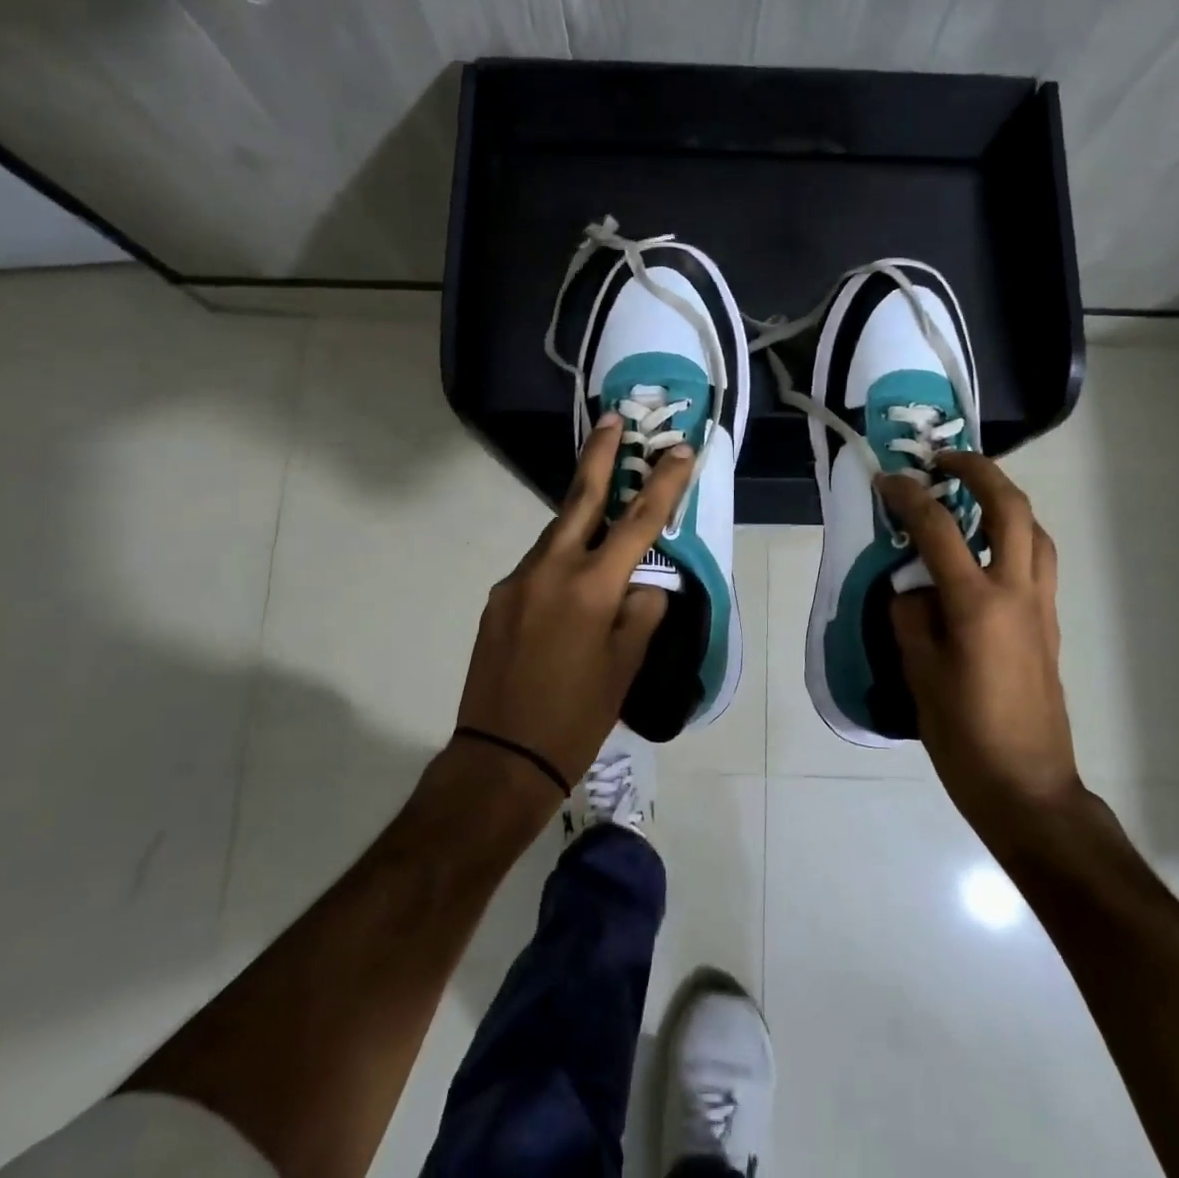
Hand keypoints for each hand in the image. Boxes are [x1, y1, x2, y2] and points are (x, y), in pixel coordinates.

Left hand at [455, 414, 692, 790]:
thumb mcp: (626, 666)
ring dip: (582, 520)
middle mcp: (550, 570)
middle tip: (612, 419)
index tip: (680, 449)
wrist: (501, 758)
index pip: (639, 523)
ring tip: (603, 517)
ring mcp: (517, 581)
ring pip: (557, 536)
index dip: (663, 483)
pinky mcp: (498, 599)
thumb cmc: (577, 717)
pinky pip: (539, 568)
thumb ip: (641, 611)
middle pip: (580, 500)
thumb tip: (643, 583)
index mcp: (591, 587)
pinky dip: (562, 563)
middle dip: (599, 456)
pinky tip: (571, 588)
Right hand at [879, 452, 1081, 823]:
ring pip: (1035, 530)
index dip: (910, 497)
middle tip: (945, 461)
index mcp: (977, 605)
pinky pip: (1037, 559)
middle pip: (1011, 508)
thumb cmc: (964, 736)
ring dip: (1005, 500)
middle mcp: (1017, 593)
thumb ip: (910, 616)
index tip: (887, 480)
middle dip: (979, 471)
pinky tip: (986, 550)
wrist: (1028, 788)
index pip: (939, 529)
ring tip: (970, 496)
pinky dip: (1015, 534)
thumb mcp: (918, 674)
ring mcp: (1040, 606)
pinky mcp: (1049, 624)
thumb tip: (912, 588)